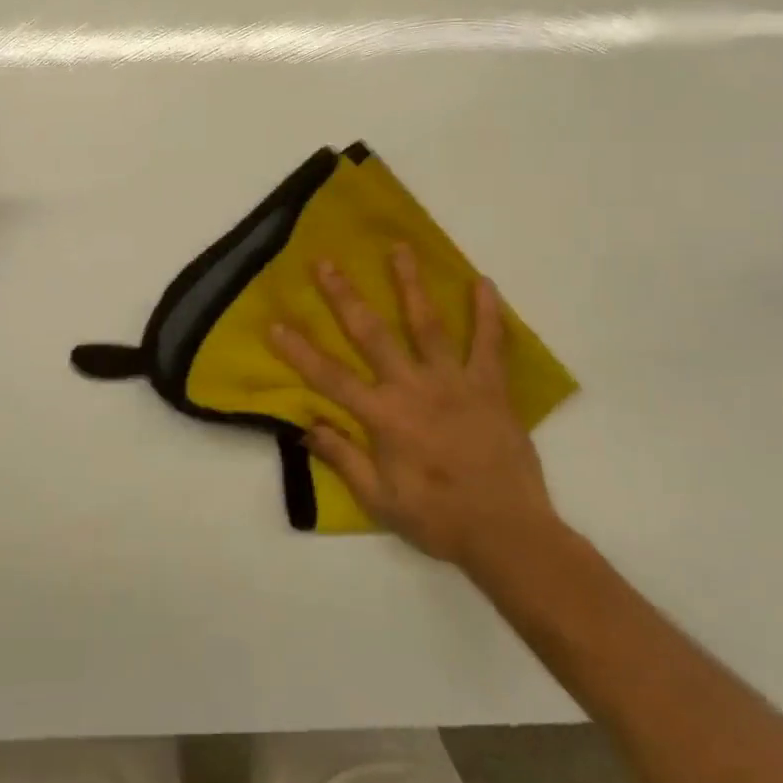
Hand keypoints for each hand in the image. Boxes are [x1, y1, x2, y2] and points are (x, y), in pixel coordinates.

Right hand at [269, 247, 558, 575]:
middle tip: (326, 263)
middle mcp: (414, 388)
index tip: (275, 324)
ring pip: (427, 324)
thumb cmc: (438, 519)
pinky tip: (483, 282)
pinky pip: (490, 344)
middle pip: (372, 334)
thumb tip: (305, 425)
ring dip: (410, 284)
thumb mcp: (379, 500)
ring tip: (399, 248)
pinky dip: (488, 313)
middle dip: (344, 297)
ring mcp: (455, 382)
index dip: (299, 351)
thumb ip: (343, 458)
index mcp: (384, 417)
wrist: (508, 535)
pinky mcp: (491, 387)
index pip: (330, 377)